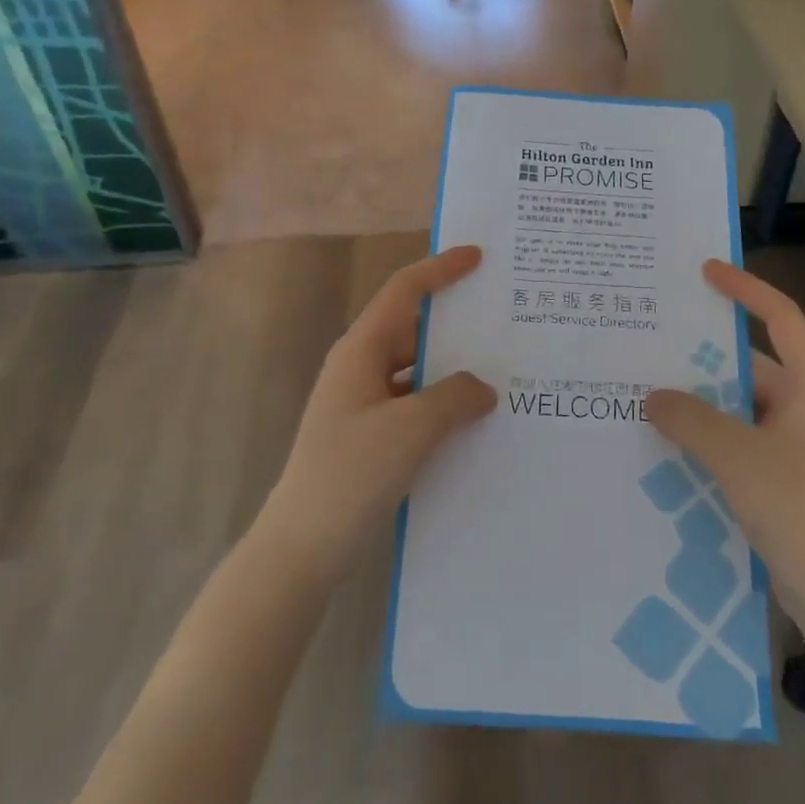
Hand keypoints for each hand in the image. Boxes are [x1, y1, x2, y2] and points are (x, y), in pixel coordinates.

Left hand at [255, 247, 496, 585]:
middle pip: (412, 328)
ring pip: (416, 370)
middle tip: (502, 318)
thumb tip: (483, 387)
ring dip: (452, 369)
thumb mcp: (411, 429)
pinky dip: (442, 403)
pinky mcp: (370, 436)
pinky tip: (474, 420)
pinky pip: (414, 403)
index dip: (440, 269)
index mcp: (361, 350)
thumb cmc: (351, 474)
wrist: (302, 546)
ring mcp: (363, 404)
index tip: (477, 256)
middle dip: (455, 322)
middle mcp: (360, 368)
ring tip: (500, 369)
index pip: (404, 292)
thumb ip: (455, 397)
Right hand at [647, 261, 804, 622]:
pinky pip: (738, 440)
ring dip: (699, 402)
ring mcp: (795, 444)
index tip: (705, 271)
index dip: (745, 289)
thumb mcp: (737, 456)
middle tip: (652, 341)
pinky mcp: (782, 476)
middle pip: (751, 362)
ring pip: (739, 406)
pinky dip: (706, 436)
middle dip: (703, 355)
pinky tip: (665, 442)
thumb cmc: (799, 508)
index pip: (781, 317)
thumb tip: (652, 396)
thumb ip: (691, 418)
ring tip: (646, 390)